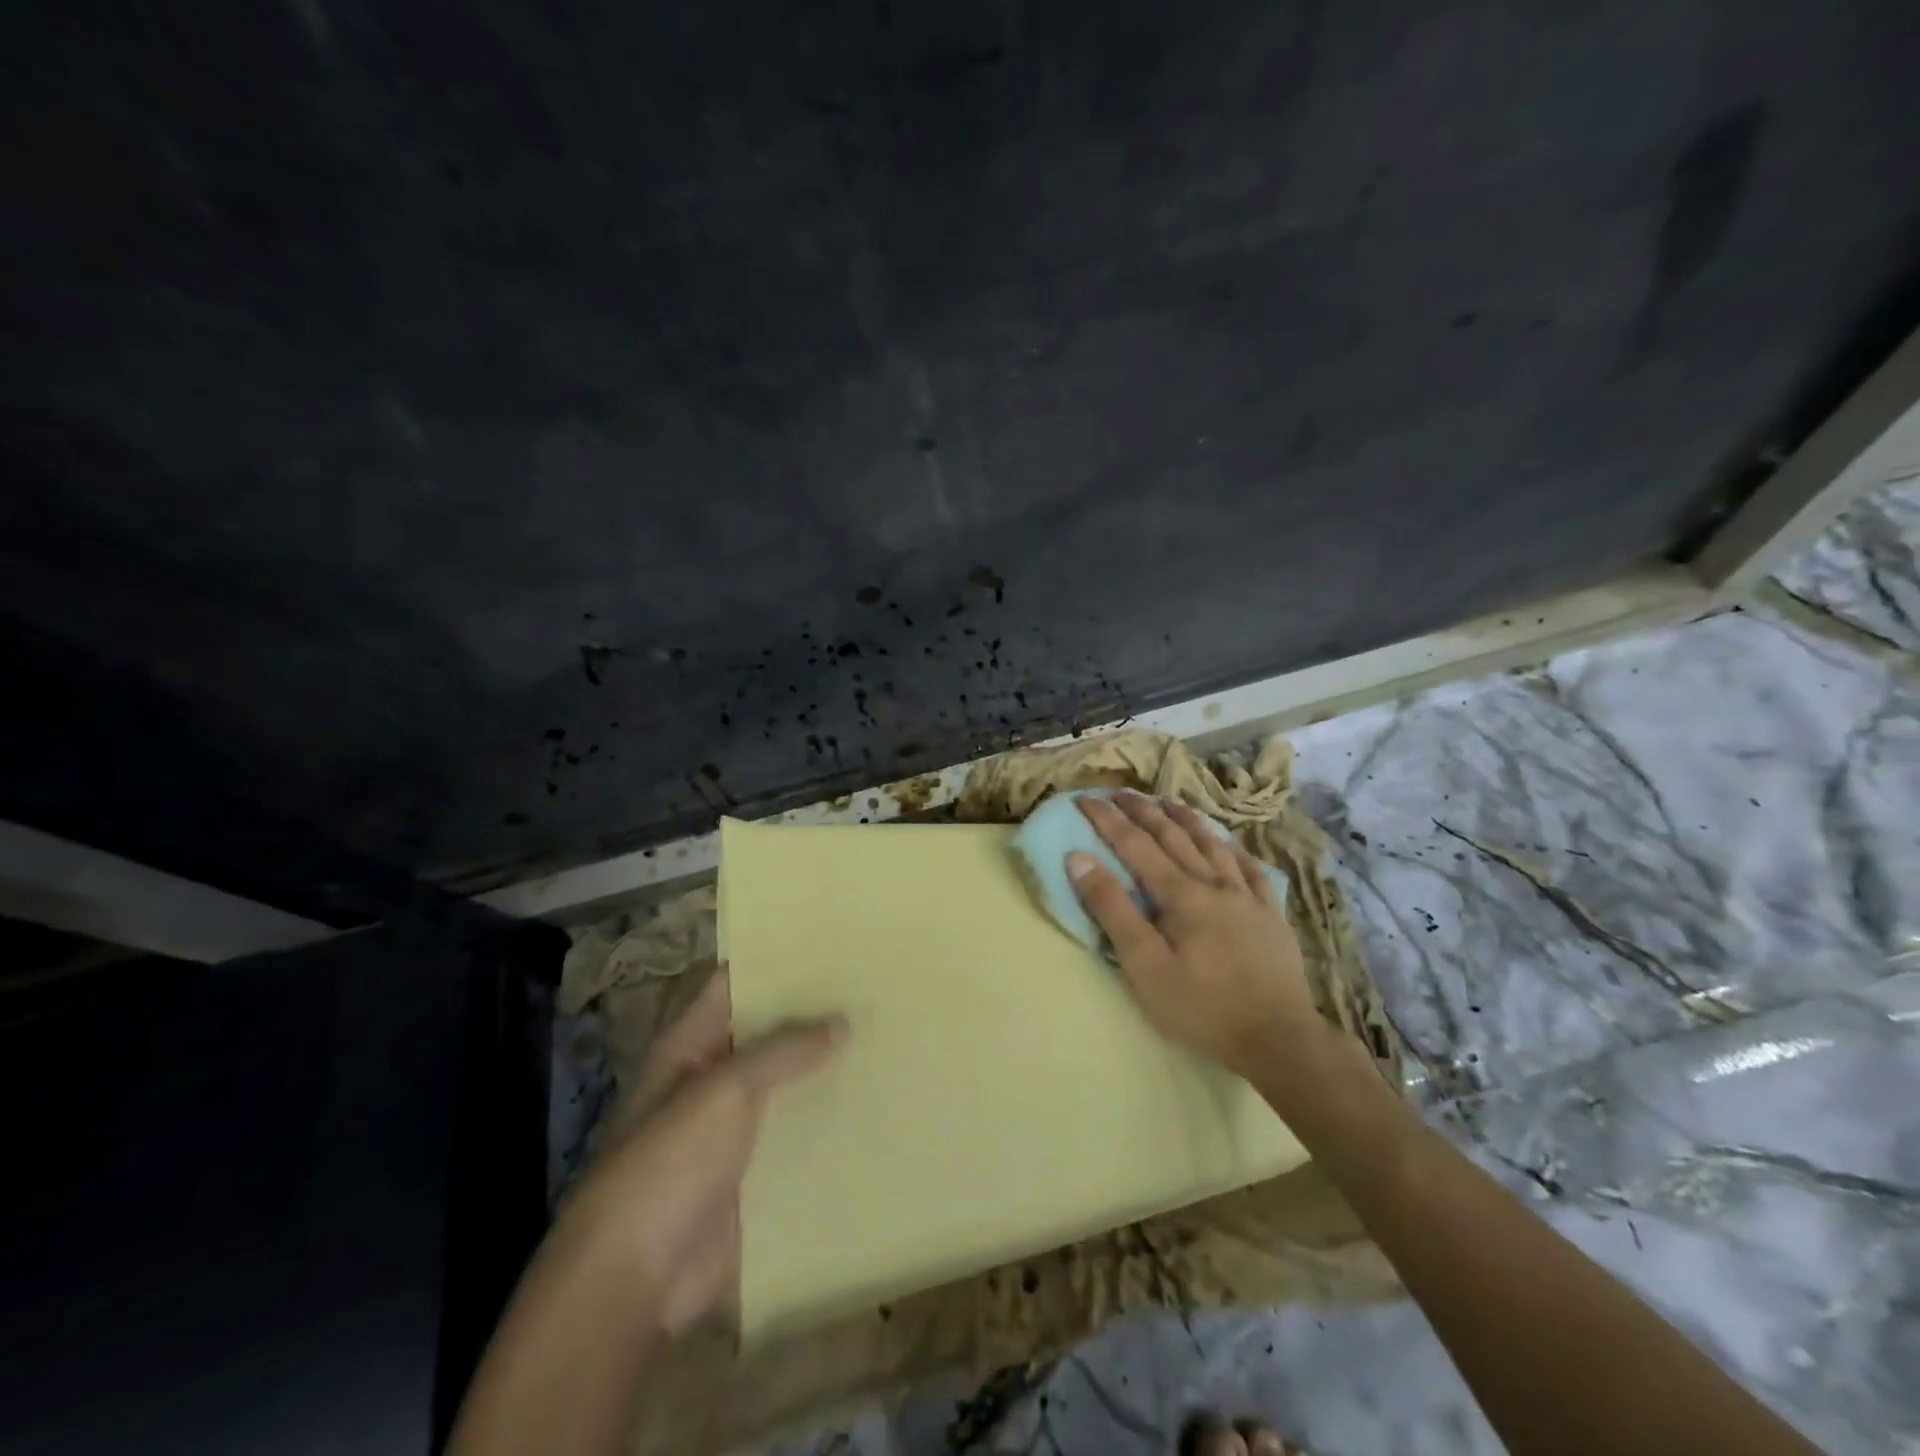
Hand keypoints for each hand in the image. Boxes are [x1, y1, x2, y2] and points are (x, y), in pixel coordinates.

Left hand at [558, 970, 845, 1336]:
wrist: (637, 1283)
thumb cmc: (669, 1165)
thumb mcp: (724, 1090)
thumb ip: (783, 1050)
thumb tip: (841, 1021)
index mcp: (689, 1047)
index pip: (734, 986)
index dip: (775, 963)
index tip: (830, 945)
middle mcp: (711, 1081)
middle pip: (767, 1036)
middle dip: (813, 1017)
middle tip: (872, 990)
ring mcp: (733, 1131)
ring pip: (787, 1087)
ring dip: (825, 1071)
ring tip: (885, 1039)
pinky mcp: (755, 1175)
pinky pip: (797, 1138)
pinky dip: (827, 1123)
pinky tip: (874, 1105)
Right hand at [1068, 792, 1320, 1078]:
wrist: (1278, 1038)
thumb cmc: (1201, 1006)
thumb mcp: (1144, 965)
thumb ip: (1112, 909)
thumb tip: (1080, 858)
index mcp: (1180, 894)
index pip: (1135, 844)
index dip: (1107, 820)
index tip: (1085, 799)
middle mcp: (1213, 883)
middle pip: (1173, 836)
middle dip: (1143, 811)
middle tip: (1120, 793)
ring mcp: (1247, 897)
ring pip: (1212, 845)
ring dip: (1186, 820)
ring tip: (1168, 802)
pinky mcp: (1271, 915)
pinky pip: (1251, 870)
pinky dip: (1233, 851)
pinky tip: (1228, 845)